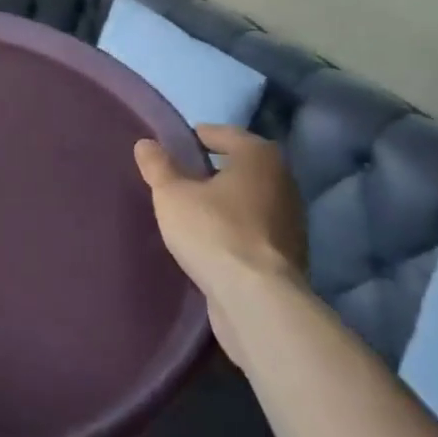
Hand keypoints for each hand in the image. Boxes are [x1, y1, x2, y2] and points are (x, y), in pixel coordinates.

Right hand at [136, 125, 306, 337]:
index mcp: (259, 156)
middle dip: (213, 170)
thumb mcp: (172, 195)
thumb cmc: (214, 232)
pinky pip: (255, 230)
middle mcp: (283, 181)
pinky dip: (236, 229)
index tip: (174, 147)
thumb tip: (146, 143)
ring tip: (192, 210)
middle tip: (180, 177)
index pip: (224, 134)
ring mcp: (291, 221)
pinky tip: (212, 241)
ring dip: (226, 202)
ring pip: (250, 199)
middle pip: (241, 166)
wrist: (258, 302)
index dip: (197, 137)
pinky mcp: (289, 256)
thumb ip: (158, 166)